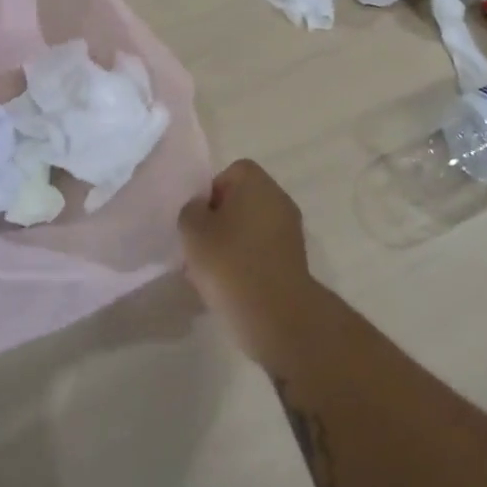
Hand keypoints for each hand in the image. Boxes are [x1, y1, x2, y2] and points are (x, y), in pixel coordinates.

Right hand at [179, 159, 316, 364]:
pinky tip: (232, 286)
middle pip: (242, 201)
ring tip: (212, 273)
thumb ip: (192, 211)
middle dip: (219, 221)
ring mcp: (291, 230)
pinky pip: (263, 251)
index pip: (231, 173)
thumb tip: (202, 209)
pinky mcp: (295, 259)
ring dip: (232, 244)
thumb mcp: (193, 231)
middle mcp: (279, 198)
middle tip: (201, 248)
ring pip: (251, 228)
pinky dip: (248, 262)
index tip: (199, 221)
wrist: (276, 313)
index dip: (210, 194)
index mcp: (257, 182)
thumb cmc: (230, 262)